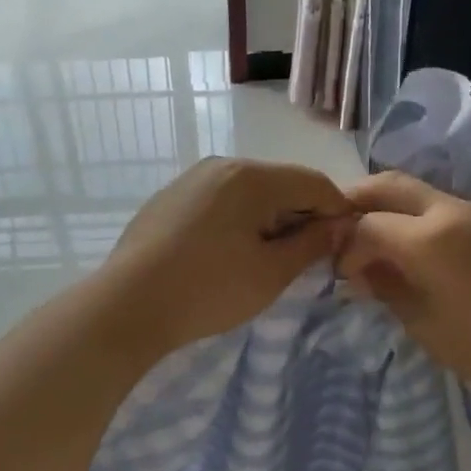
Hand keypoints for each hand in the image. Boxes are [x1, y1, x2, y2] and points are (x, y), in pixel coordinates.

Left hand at [104, 158, 354, 352]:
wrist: (127, 305)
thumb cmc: (208, 290)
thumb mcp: (271, 273)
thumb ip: (311, 243)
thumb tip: (340, 225)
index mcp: (251, 176)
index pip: (314, 182)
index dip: (337, 211)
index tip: (343, 245)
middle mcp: (221, 164)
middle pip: (280, 183)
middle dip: (300, 216)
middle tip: (304, 259)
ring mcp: (190, 179)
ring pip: (248, 192)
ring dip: (268, 219)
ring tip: (264, 260)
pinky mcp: (169, 198)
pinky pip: (218, 201)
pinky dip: (236, 220)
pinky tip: (225, 254)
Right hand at [337, 171, 470, 420]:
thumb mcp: (428, 327)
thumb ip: (388, 289)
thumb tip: (363, 269)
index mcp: (430, 237)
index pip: (366, 224)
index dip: (345, 245)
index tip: (342, 273)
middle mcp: (454, 209)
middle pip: (389, 185)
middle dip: (357, 201)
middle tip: (341, 230)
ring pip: (422, 194)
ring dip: (394, 210)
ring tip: (383, 245)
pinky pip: (452, 210)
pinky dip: (425, 221)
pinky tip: (428, 255)